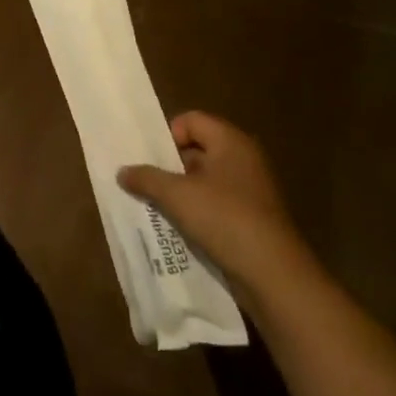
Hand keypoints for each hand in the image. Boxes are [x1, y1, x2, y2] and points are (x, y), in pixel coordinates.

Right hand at [118, 111, 315, 304]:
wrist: (273, 274)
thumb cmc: (224, 219)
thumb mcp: (175, 195)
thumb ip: (146, 178)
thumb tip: (122, 171)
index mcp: (231, 142)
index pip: (191, 120)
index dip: (167, 135)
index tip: (150, 159)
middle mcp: (243, 160)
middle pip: (196, 149)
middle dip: (168, 165)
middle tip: (143, 181)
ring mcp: (250, 190)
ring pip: (203, 179)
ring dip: (178, 190)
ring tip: (154, 204)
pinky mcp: (251, 217)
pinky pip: (214, 203)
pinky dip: (194, 210)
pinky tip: (177, 225)